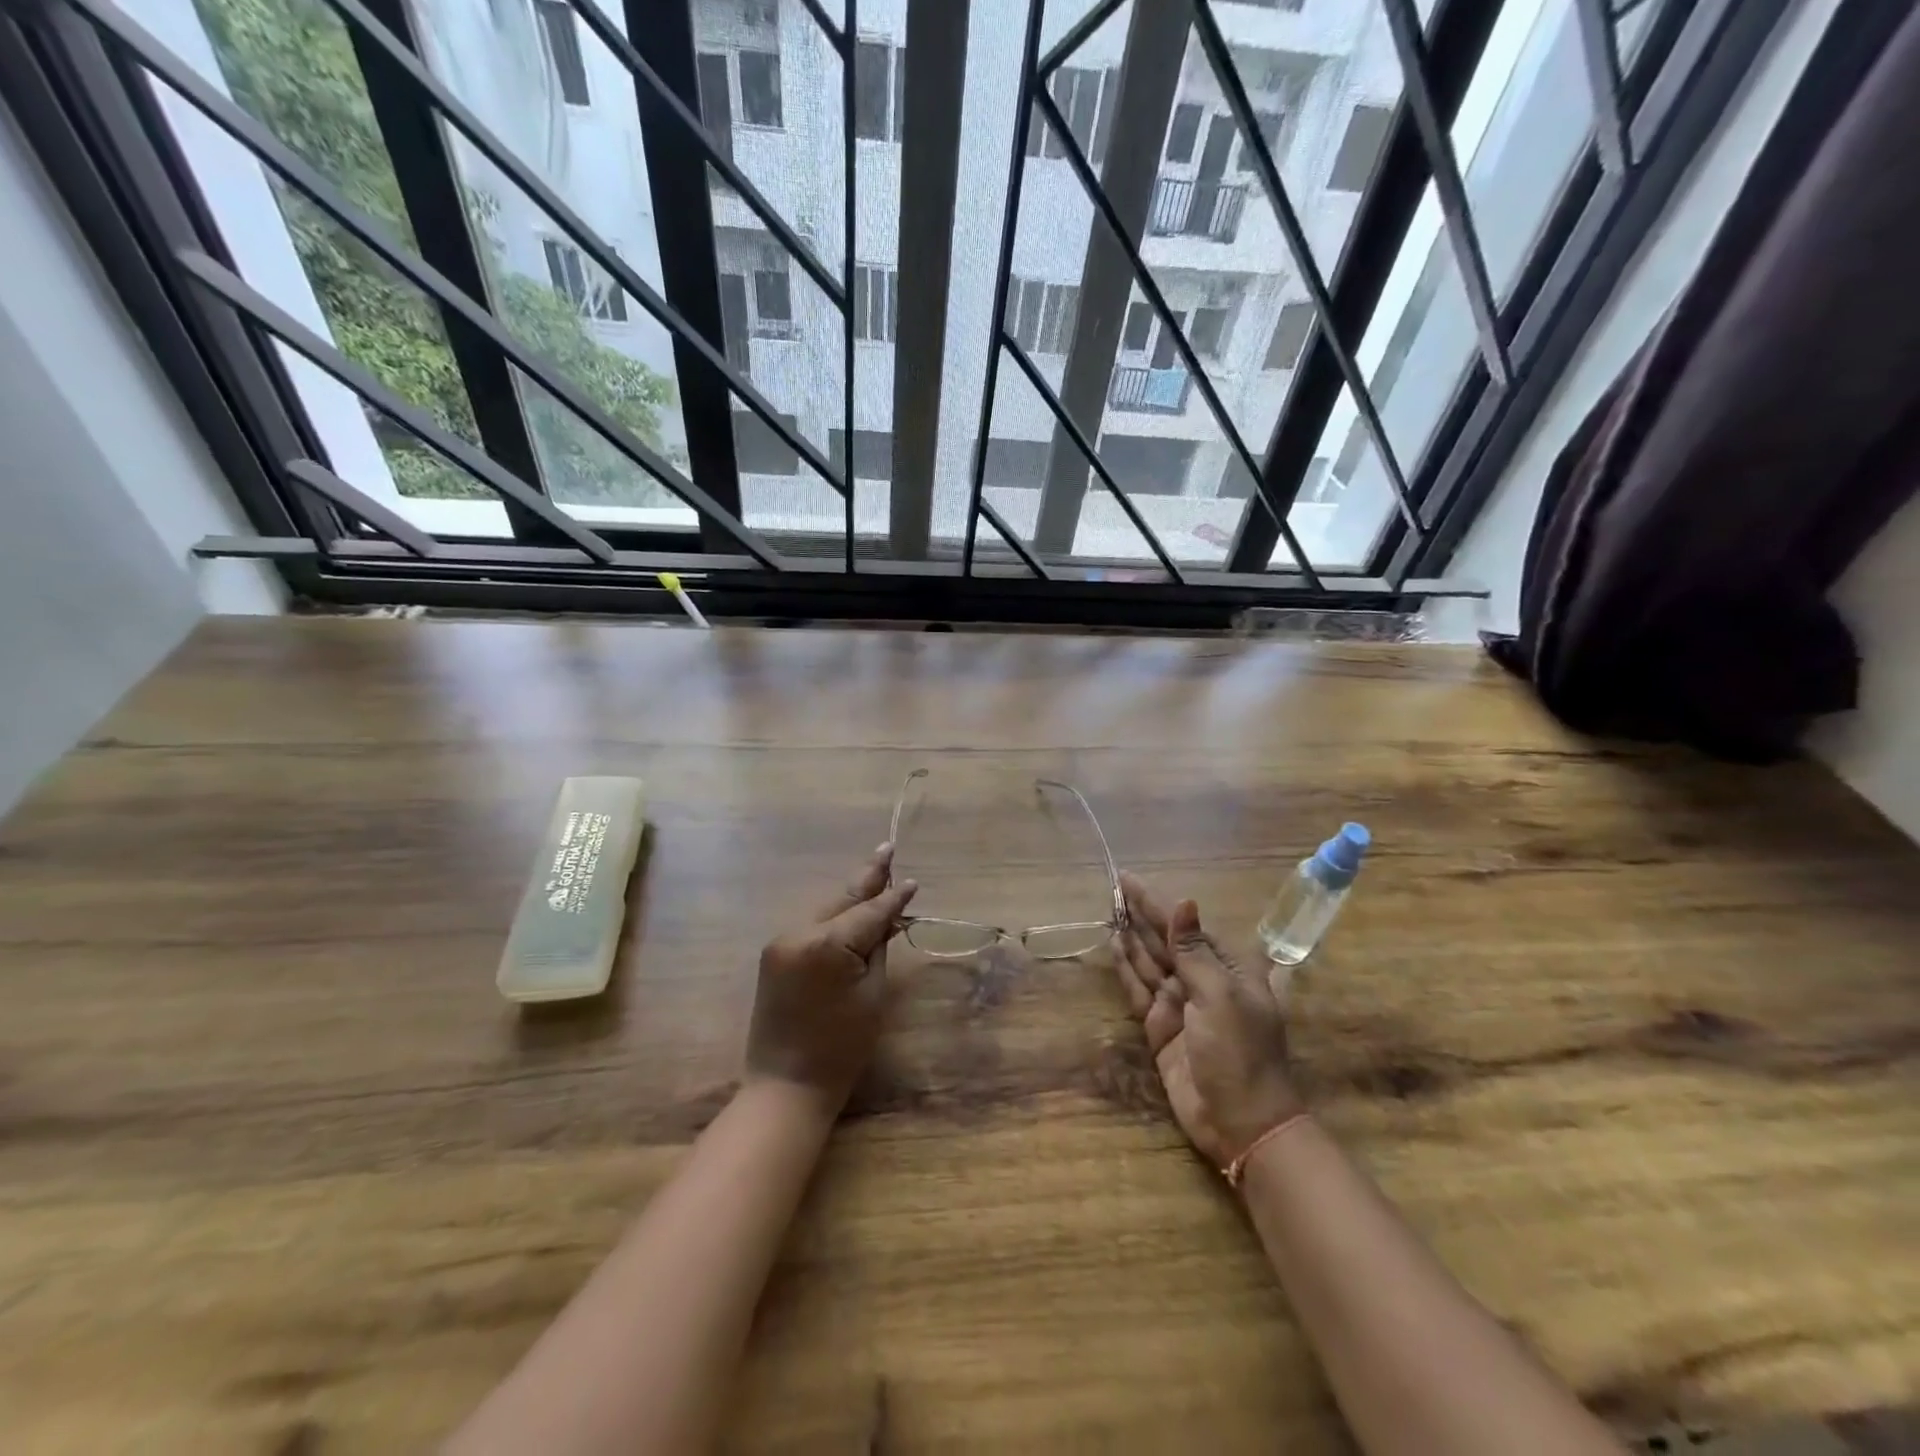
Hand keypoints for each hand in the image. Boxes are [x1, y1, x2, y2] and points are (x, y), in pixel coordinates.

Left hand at [745, 845, 917, 1115]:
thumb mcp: (872, 995)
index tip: (912, 880)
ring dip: (850, 897)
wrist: (785, 1086)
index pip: (869, 912)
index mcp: (827, 943)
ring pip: (824, 909)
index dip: (893, 897)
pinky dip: (832, 917)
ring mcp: (780, 942)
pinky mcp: (773, 954)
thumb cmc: (841, 1047)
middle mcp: (798, 932)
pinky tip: (849, 907)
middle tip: (887, 849)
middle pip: (842, 899)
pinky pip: (810, 926)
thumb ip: (878, 947)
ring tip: (875, 872)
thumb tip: (886, 918)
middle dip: (867, 876)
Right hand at [1115, 872, 1300, 1168]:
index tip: (1128, 879)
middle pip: (1166, 940)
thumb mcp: (1219, 996)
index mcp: (1228, 968)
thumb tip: (1184, 902)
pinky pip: (1140, 990)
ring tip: (1109, 911)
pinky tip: (1114, 947)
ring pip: (1150, 962)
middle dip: (1141, 915)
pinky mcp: (1161, 1028)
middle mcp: (1203, 981)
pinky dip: (1127, 969)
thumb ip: (1193, 951)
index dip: (1157, 902)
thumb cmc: (1239, 1053)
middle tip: (1112, 889)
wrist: (1241, 1123)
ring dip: (1131, 937)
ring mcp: (1181, 1004)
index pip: (1185, 925)